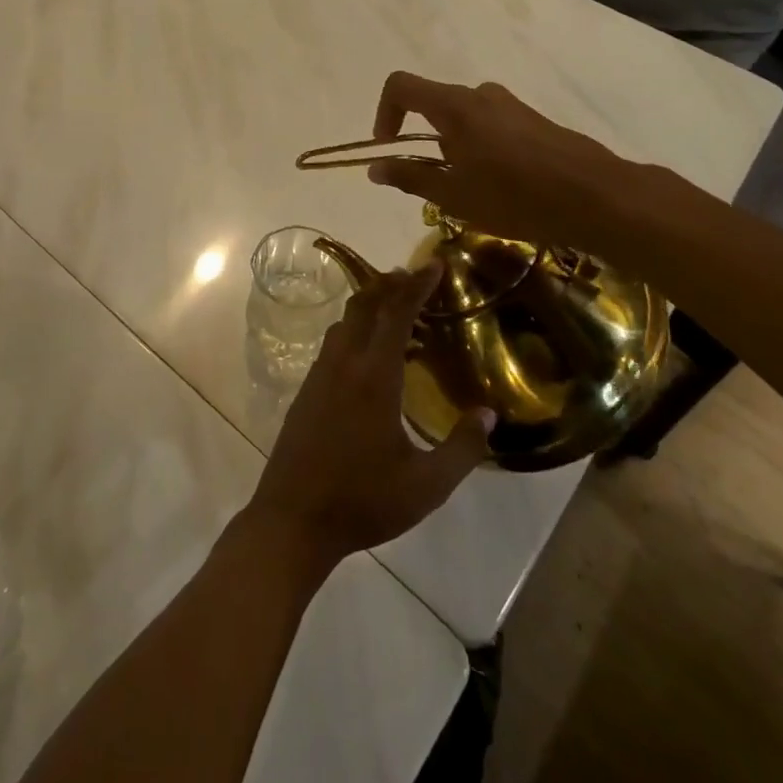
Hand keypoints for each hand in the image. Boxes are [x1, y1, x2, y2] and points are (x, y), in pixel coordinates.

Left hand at [240, 263, 493, 571]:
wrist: (293, 519)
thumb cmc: (363, 501)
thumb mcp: (426, 486)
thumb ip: (462, 448)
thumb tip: (489, 414)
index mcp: (374, 376)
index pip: (396, 313)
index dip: (417, 284)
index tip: (435, 264)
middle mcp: (344, 363)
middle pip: (365, 305)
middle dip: (391, 284)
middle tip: (418, 278)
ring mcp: (320, 374)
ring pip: (346, 321)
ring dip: (371, 306)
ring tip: (400, 313)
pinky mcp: (307, 389)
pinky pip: (334, 342)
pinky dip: (356, 330)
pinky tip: (371, 356)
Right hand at [365, 72, 635, 247]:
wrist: (597, 197)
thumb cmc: (515, 197)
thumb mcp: (453, 195)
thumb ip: (409, 176)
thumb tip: (375, 167)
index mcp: (454, 106)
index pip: (401, 86)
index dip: (384, 113)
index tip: (388, 147)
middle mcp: (480, 95)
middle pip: (435, 105)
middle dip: (425, 141)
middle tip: (438, 183)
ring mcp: (512, 105)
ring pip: (466, 118)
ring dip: (456, 148)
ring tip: (474, 191)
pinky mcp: (535, 120)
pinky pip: (493, 126)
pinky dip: (483, 149)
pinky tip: (505, 187)